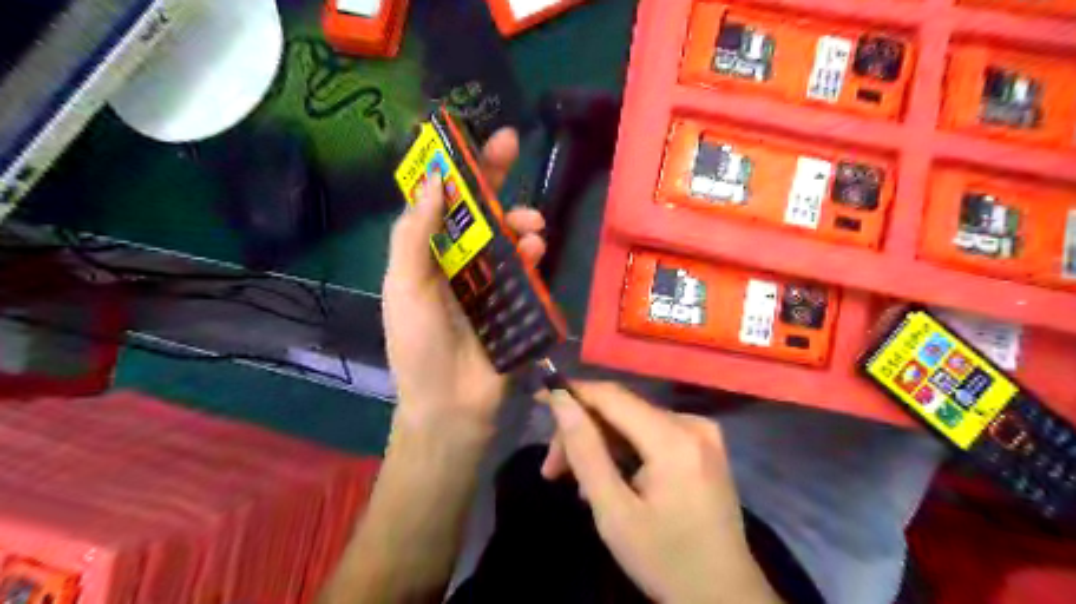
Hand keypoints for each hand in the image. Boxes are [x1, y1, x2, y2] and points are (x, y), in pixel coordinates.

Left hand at [383, 127, 542, 430]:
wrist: (451, 404)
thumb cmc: (419, 345)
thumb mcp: (403, 286)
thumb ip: (415, 234)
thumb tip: (433, 178)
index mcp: (427, 256)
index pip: (443, 203)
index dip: (454, 169)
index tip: (469, 136)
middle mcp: (459, 263)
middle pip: (479, 212)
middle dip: (494, 178)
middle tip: (512, 146)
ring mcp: (491, 282)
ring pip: (508, 236)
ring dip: (519, 219)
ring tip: (530, 225)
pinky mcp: (517, 302)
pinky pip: (527, 269)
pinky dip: (533, 254)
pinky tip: (536, 250)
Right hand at [542, 384, 779, 602]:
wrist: (724, 596)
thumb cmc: (665, 560)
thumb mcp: (614, 512)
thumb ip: (585, 451)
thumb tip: (561, 400)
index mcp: (674, 439)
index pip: (612, 396)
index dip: (573, 392)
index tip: (540, 398)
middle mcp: (692, 424)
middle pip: (621, 410)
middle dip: (583, 433)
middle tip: (552, 470)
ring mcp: (702, 433)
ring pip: (633, 422)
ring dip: (601, 445)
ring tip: (577, 485)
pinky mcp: (703, 445)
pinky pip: (651, 433)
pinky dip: (624, 451)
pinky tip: (609, 479)